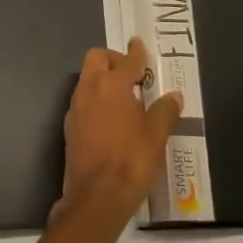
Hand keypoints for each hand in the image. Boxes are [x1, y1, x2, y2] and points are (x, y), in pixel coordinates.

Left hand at [54, 37, 182, 225]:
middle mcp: (90, 88)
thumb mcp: (156, 137)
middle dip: (113, 59)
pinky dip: (95, 99)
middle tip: (131, 75)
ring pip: (87, 78)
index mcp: (113, 84)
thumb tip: (173, 96)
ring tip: (123, 98)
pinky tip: (109, 119)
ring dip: (102, 79)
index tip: (139, 44)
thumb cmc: (131, 161)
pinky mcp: (69, 126)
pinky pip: (82, 100)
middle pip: (97, 58)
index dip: (136, 52)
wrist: (96, 198)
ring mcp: (76, 107)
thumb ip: (164, 111)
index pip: (127, 60)